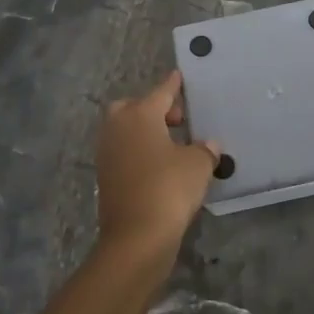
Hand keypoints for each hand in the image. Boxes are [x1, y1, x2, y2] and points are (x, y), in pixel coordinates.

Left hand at [95, 71, 220, 262]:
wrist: (136, 237)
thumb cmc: (169, 189)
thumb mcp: (198, 165)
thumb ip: (204, 150)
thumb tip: (208, 145)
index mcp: (140, 115)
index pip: (161, 92)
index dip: (173, 85)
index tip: (178, 76)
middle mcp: (118, 128)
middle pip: (133, 107)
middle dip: (153, 108)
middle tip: (177, 120)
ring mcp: (108, 153)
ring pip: (126, 129)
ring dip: (145, 131)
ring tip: (172, 144)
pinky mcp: (105, 177)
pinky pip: (124, 152)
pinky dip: (140, 151)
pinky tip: (160, 164)